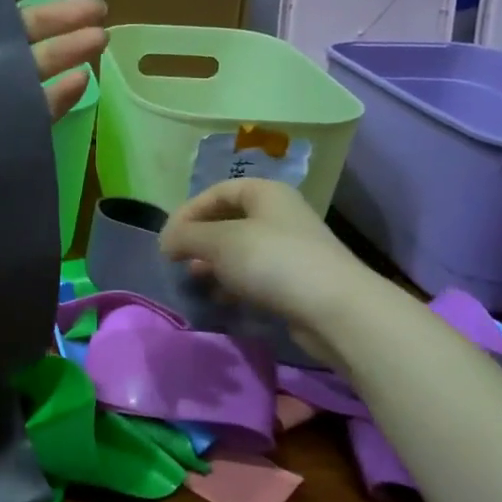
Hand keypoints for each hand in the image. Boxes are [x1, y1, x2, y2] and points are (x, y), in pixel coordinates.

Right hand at [159, 177, 383, 356]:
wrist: (335, 309)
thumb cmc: (272, 261)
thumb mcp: (218, 242)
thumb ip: (185, 236)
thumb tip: (166, 242)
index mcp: (265, 193)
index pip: (216, 192)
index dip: (187, 212)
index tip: (167, 240)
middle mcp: (279, 214)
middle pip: (228, 220)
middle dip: (200, 240)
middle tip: (180, 260)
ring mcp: (291, 248)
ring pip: (240, 249)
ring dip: (214, 263)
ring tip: (196, 280)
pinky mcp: (296, 280)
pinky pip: (256, 274)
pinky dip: (234, 283)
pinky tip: (221, 298)